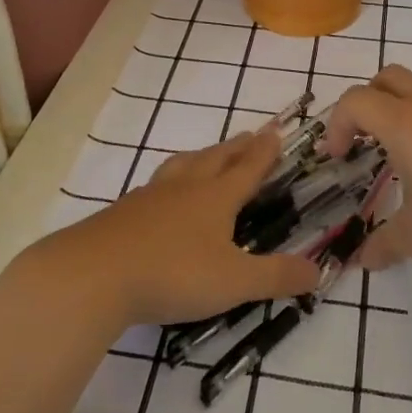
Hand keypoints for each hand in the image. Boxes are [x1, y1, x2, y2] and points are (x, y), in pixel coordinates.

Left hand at [37, 128, 321, 329]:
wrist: (94, 274)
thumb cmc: (173, 273)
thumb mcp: (235, 282)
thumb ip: (277, 277)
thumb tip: (317, 271)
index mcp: (216, 198)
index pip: (248, 168)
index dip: (265, 151)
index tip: (276, 131)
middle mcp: (185, 188)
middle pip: (215, 158)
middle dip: (237, 147)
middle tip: (250, 135)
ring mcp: (150, 197)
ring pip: (182, 166)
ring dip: (201, 157)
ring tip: (206, 156)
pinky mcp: (123, 213)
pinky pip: (154, 187)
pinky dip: (169, 182)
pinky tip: (162, 197)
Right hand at [321, 66, 411, 270]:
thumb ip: (385, 244)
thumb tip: (363, 260)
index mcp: (405, 124)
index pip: (355, 101)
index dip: (337, 124)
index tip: (340, 157)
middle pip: (386, 78)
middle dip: (367, 103)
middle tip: (366, 141)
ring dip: (402, 112)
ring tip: (408, 159)